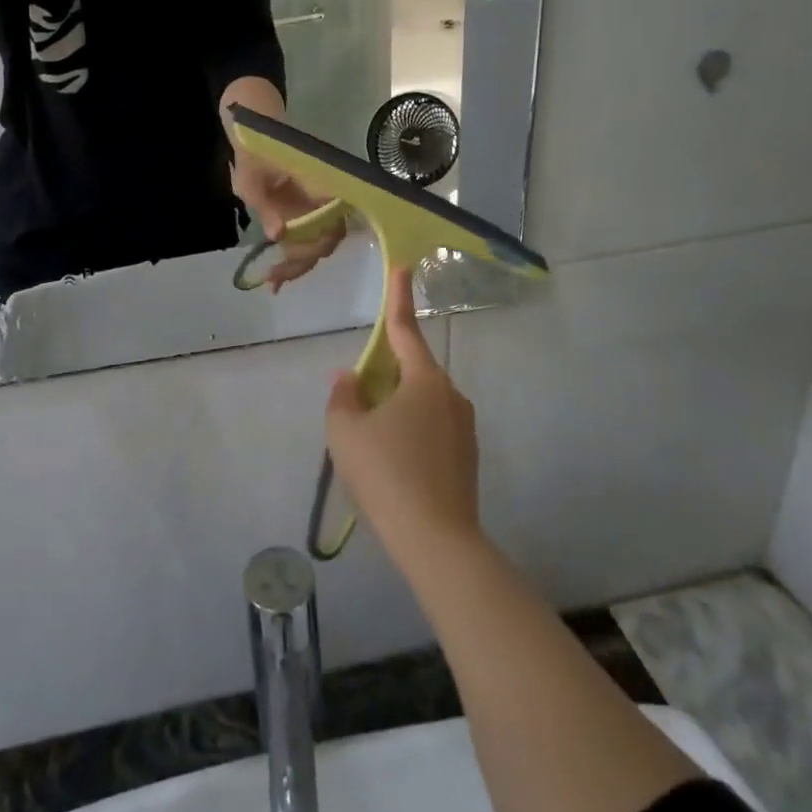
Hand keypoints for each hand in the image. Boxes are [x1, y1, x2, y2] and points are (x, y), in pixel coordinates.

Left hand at [233, 155, 343, 290]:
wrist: (257, 132)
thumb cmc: (254, 153)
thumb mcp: (251, 180)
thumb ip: (266, 206)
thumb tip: (279, 236)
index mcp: (320, 186)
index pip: (329, 225)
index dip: (311, 248)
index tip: (284, 261)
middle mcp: (328, 198)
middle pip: (327, 239)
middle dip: (302, 262)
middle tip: (274, 278)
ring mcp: (320, 206)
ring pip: (320, 242)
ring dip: (299, 263)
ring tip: (273, 280)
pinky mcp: (309, 211)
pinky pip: (310, 237)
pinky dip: (296, 256)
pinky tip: (277, 274)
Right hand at [326, 267, 479, 565]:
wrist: (438, 543)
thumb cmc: (387, 475)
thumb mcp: (346, 432)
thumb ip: (343, 397)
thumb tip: (350, 378)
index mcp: (424, 381)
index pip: (405, 329)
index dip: (399, 297)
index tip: (403, 268)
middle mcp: (451, 396)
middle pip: (411, 373)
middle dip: (384, 380)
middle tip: (358, 409)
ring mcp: (464, 429)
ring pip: (421, 405)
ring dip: (396, 412)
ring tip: (373, 450)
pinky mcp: (468, 458)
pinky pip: (432, 431)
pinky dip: (411, 436)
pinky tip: (395, 469)